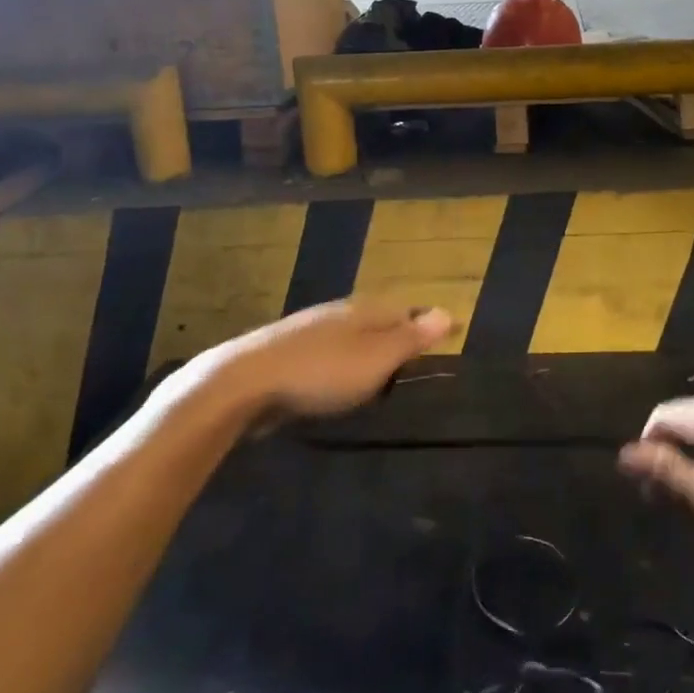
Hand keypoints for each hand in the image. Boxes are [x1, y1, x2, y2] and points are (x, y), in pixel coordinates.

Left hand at [176, 298, 455, 419]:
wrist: (244, 382)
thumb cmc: (322, 371)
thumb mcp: (376, 358)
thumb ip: (411, 337)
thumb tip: (448, 311)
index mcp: (366, 310)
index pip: (408, 311)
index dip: (428, 325)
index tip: (449, 335)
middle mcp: (340, 314)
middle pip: (380, 320)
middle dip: (399, 334)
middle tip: (418, 356)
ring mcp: (311, 331)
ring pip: (352, 337)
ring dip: (369, 350)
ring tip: (383, 371)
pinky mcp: (288, 354)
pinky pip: (329, 355)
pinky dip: (343, 364)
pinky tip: (338, 380)